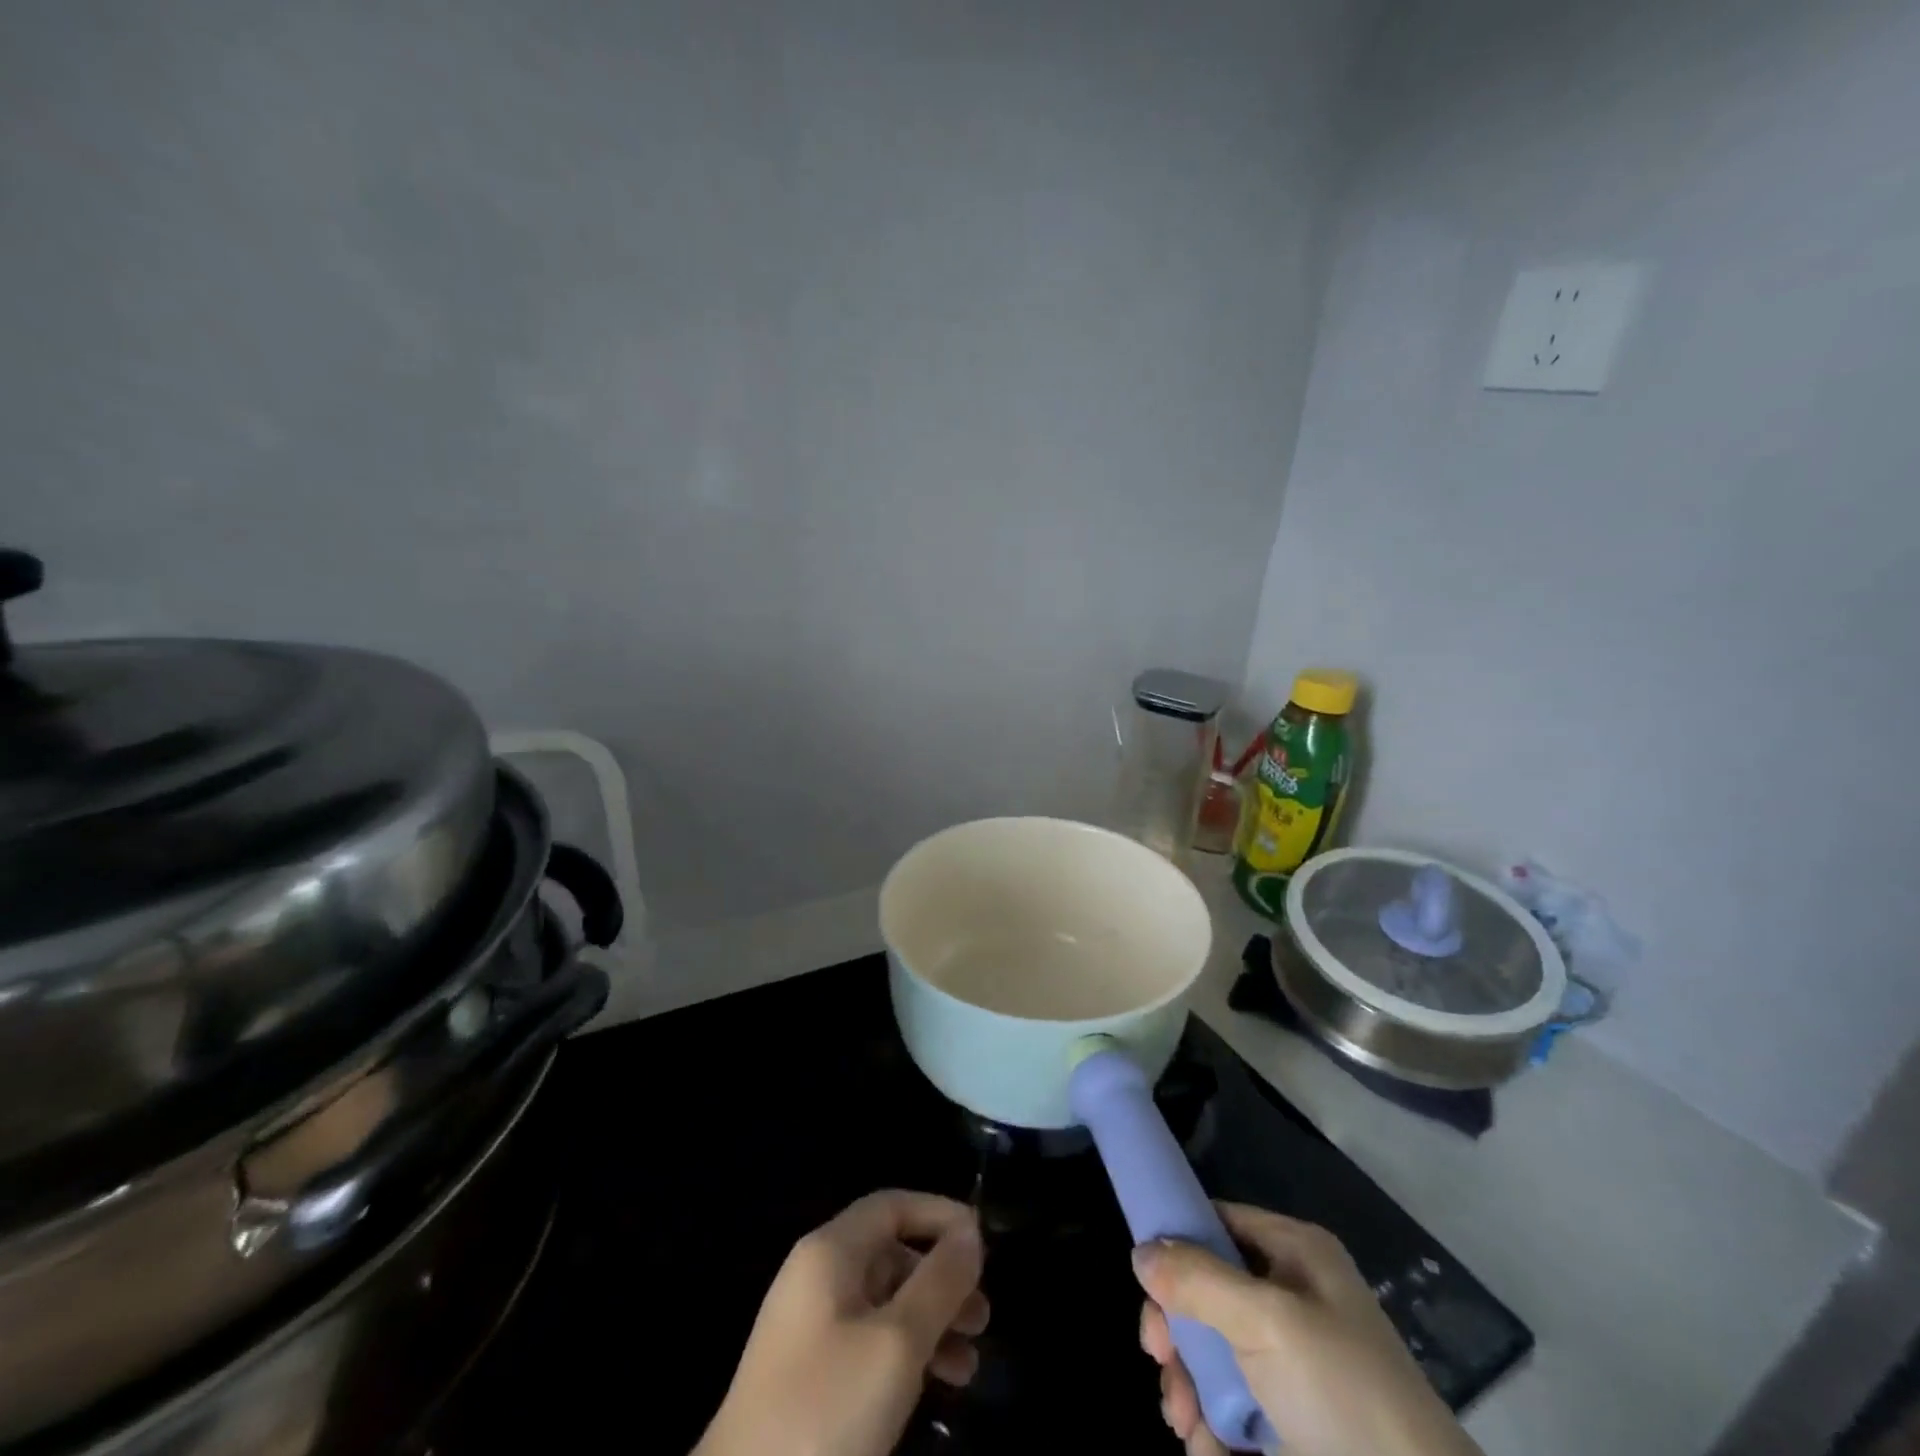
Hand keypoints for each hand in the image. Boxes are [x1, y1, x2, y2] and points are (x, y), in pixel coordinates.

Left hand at [695, 1189, 988, 1455]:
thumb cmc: (826, 1409)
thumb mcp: (897, 1343)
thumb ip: (939, 1281)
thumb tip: (970, 1233)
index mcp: (830, 1251)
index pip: (892, 1205)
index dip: (939, 1215)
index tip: (983, 1246)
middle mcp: (817, 1277)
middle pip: (891, 1254)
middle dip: (941, 1279)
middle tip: (982, 1316)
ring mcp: (809, 1329)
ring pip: (883, 1304)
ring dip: (930, 1323)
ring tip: (968, 1363)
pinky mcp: (808, 1378)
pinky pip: (868, 1343)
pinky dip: (905, 1355)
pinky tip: (934, 1387)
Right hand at [1134, 1203, 1481, 1455]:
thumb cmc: (1344, 1396)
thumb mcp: (1267, 1322)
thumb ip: (1197, 1280)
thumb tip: (1140, 1252)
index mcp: (1294, 1253)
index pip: (1218, 1221)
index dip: (1177, 1242)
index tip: (1146, 1283)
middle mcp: (1290, 1297)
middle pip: (1205, 1290)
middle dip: (1176, 1329)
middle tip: (1159, 1360)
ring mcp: (1290, 1362)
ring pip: (1211, 1351)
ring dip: (1186, 1384)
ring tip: (1186, 1425)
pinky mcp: (1289, 1420)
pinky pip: (1230, 1403)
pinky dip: (1211, 1425)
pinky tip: (1209, 1450)